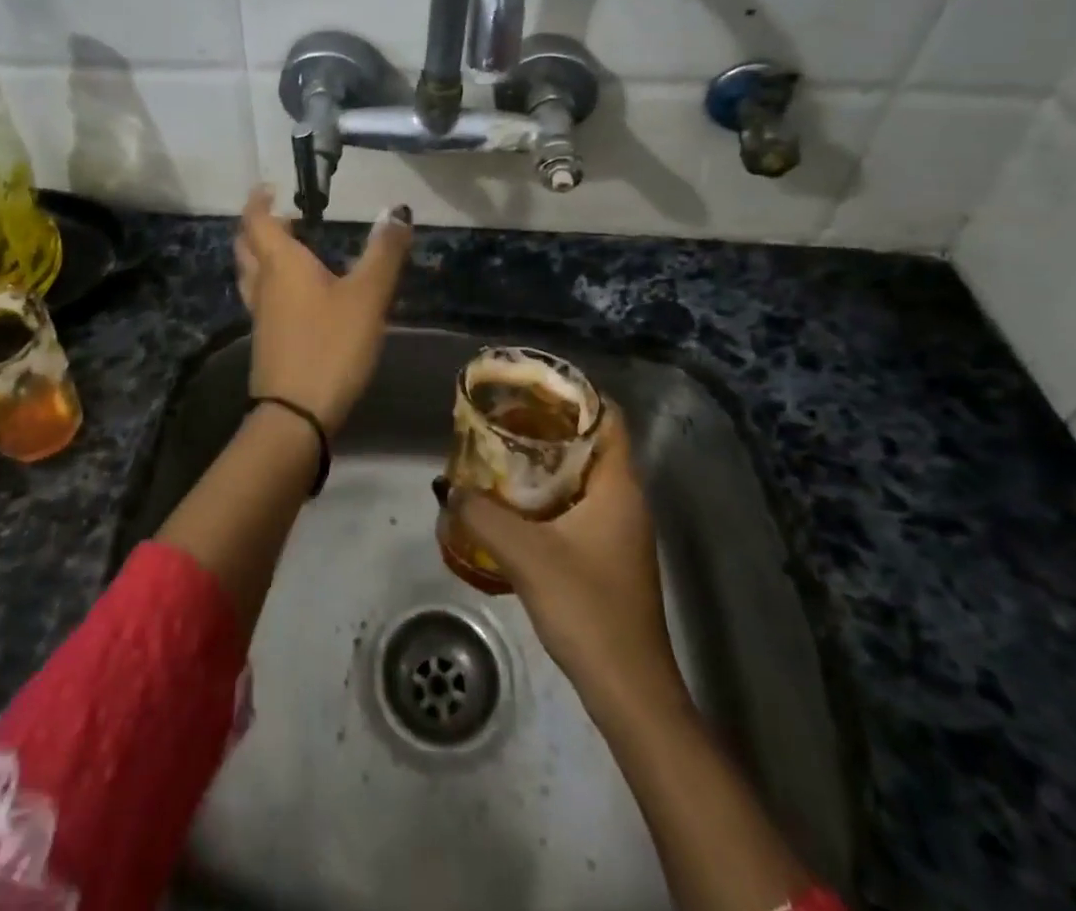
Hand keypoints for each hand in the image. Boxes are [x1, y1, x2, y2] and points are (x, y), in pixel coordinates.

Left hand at [233, 188, 412, 432]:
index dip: (260, 200)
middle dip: (260, 227)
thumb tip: (396, 210)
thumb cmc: (331, 346)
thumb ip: (383, 253)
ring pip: (251, 275)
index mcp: (281, 264)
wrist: (295, 415)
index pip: (257, 220)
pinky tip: (296, 298)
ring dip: (262, 257)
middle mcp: (263, 285)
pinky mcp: (266, 342)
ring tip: (290, 252)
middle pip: (247, 246)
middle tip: (284, 218)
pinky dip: (272, 285)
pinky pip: (261, 300)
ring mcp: (260, 316)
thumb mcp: (367, 296)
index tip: (271, 188)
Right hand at [453, 407, 687, 712]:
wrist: (629, 690)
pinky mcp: (609, 556)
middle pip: (592, 443)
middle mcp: (626, 500)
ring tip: (501, 451)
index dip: (575, 393)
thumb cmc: (587, 608)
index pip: (609, 417)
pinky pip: (579, 505)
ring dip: (547, 461)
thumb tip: (447, 487)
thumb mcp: (525, 555)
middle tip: (504, 416)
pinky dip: (549, 494)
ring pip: (583, 476)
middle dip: (550, 425)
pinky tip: (514, 504)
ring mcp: (620, 531)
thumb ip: (482, 515)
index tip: (532, 385)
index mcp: (619, 487)